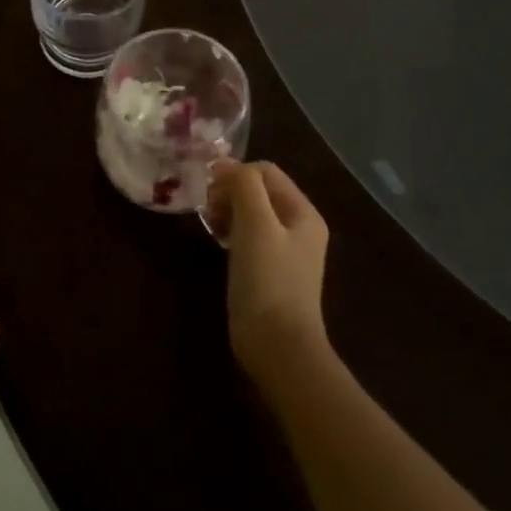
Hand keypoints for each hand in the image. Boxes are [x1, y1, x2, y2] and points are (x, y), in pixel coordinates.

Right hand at [207, 159, 332, 379]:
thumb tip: (225, 164)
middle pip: (258, 190)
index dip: (235, 173)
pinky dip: (229, 231)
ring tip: (210, 225)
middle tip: (208, 210)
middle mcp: (297, 227)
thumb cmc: (268, 280)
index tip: (209, 191)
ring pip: (249, 212)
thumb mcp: (255, 225)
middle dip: (229, 192)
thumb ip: (244, 186)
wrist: (277, 345)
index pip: (265, 171)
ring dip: (226, 211)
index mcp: (302, 213)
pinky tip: (217, 243)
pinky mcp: (267, 270)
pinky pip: (246, 235)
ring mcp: (283, 250)